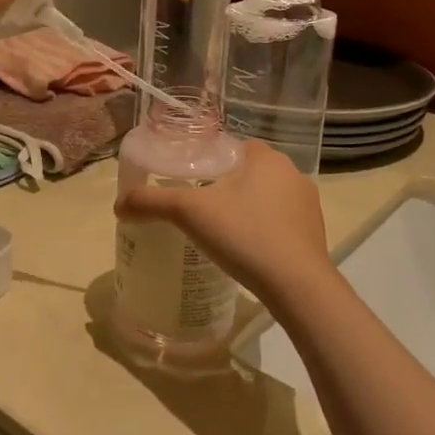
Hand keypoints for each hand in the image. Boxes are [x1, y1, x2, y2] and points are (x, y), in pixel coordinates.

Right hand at [116, 140, 337, 310]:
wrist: (298, 287)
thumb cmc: (245, 235)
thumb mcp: (189, 213)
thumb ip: (151, 202)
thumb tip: (118, 204)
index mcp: (265, 157)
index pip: (233, 147)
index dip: (210, 160)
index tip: (190, 181)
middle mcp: (291, 173)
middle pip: (248, 172)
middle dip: (226, 186)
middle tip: (198, 208)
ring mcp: (308, 205)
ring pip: (266, 197)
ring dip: (246, 208)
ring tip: (220, 231)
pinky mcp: (316, 234)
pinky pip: (281, 223)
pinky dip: (263, 230)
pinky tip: (246, 250)